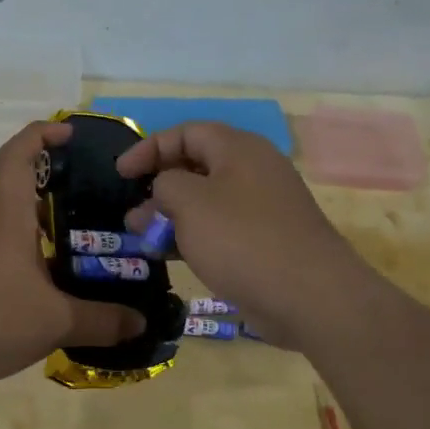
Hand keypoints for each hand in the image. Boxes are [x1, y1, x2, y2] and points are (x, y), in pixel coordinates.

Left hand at [0, 122, 145, 391]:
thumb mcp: (54, 322)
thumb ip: (102, 322)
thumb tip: (141, 322)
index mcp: (11, 221)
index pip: (16, 157)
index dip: (40, 134)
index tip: (70, 133)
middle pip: (30, 198)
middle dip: (69, 197)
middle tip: (111, 212)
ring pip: (28, 236)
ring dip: (60, 240)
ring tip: (101, 259)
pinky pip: (20, 266)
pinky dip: (45, 271)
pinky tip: (68, 298)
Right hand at [115, 121, 368, 347]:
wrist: (310, 296)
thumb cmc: (242, 238)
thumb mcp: (190, 202)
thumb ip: (164, 186)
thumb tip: (161, 193)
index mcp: (238, 149)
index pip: (185, 133)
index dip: (149, 148)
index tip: (120, 174)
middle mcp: (252, 171)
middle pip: (196, 166)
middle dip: (158, 187)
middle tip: (132, 213)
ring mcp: (262, 208)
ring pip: (206, 201)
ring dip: (172, 216)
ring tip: (144, 238)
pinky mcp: (265, 241)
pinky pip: (221, 229)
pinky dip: (193, 237)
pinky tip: (171, 256)